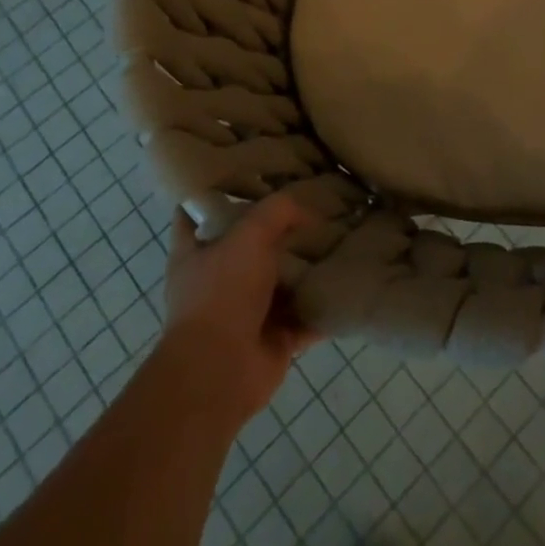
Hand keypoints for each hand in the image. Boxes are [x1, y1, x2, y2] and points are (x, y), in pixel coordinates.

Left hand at [162, 195, 318, 428]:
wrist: (221, 372)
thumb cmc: (223, 292)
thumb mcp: (250, 233)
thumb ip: (279, 210)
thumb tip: (307, 210)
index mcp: (195, 253)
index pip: (195, 212)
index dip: (214, 192)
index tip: (245, 174)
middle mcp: (217, 280)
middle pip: (249, 245)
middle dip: (278, 230)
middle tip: (314, 205)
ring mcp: (245, 312)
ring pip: (281, 281)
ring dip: (306, 268)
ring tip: (341, 238)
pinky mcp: (273, 339)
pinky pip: (305, 316)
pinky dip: (324, 305)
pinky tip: (349, 281)